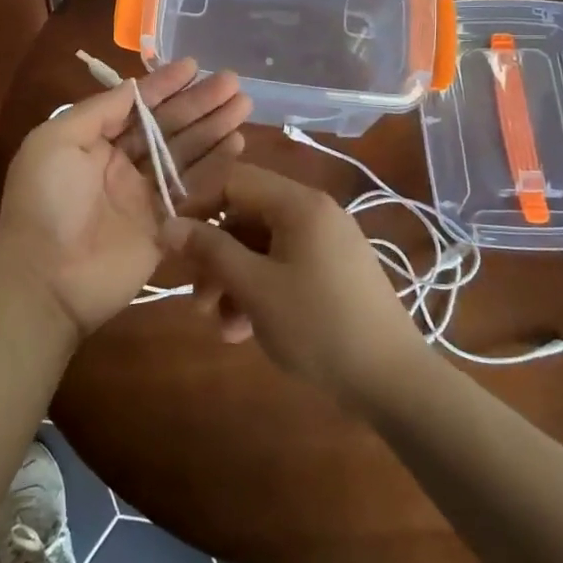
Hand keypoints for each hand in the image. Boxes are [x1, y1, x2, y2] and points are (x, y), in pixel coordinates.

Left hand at [0, 59, 249, 342]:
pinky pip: (195, 192)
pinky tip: (238, 145)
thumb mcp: (55, 141)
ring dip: (214, 129)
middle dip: (198, 104)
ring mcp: (145, 196)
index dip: (164, 85)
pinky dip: (217, 168)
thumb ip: (97, 111)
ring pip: (186, 154)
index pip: (135, 106)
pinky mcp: (166, 226)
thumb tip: (134, 87)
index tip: (195, 65)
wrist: (46, 279)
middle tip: (233, 82)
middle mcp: (121, 165)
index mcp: (92, 142)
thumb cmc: (45, 201)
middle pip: (167, 128)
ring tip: (243, 105)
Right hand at [163, 164, 426, 405]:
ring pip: (262, 247)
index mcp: (299, 204)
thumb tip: (168, 224)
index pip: (234, 180)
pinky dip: (260, 291)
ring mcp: (327, 243)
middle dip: (214, 257)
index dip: (197, 205)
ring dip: (233, 281)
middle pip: (246, 217)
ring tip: (220, 326)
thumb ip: (209, 250)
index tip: (172, 243)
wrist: (394, 381)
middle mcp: (314, 213)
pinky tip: (245, 331)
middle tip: (196, 298)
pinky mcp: (334, 272)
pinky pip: (284, 267)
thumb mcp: (255, 287)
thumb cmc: (318, 326)